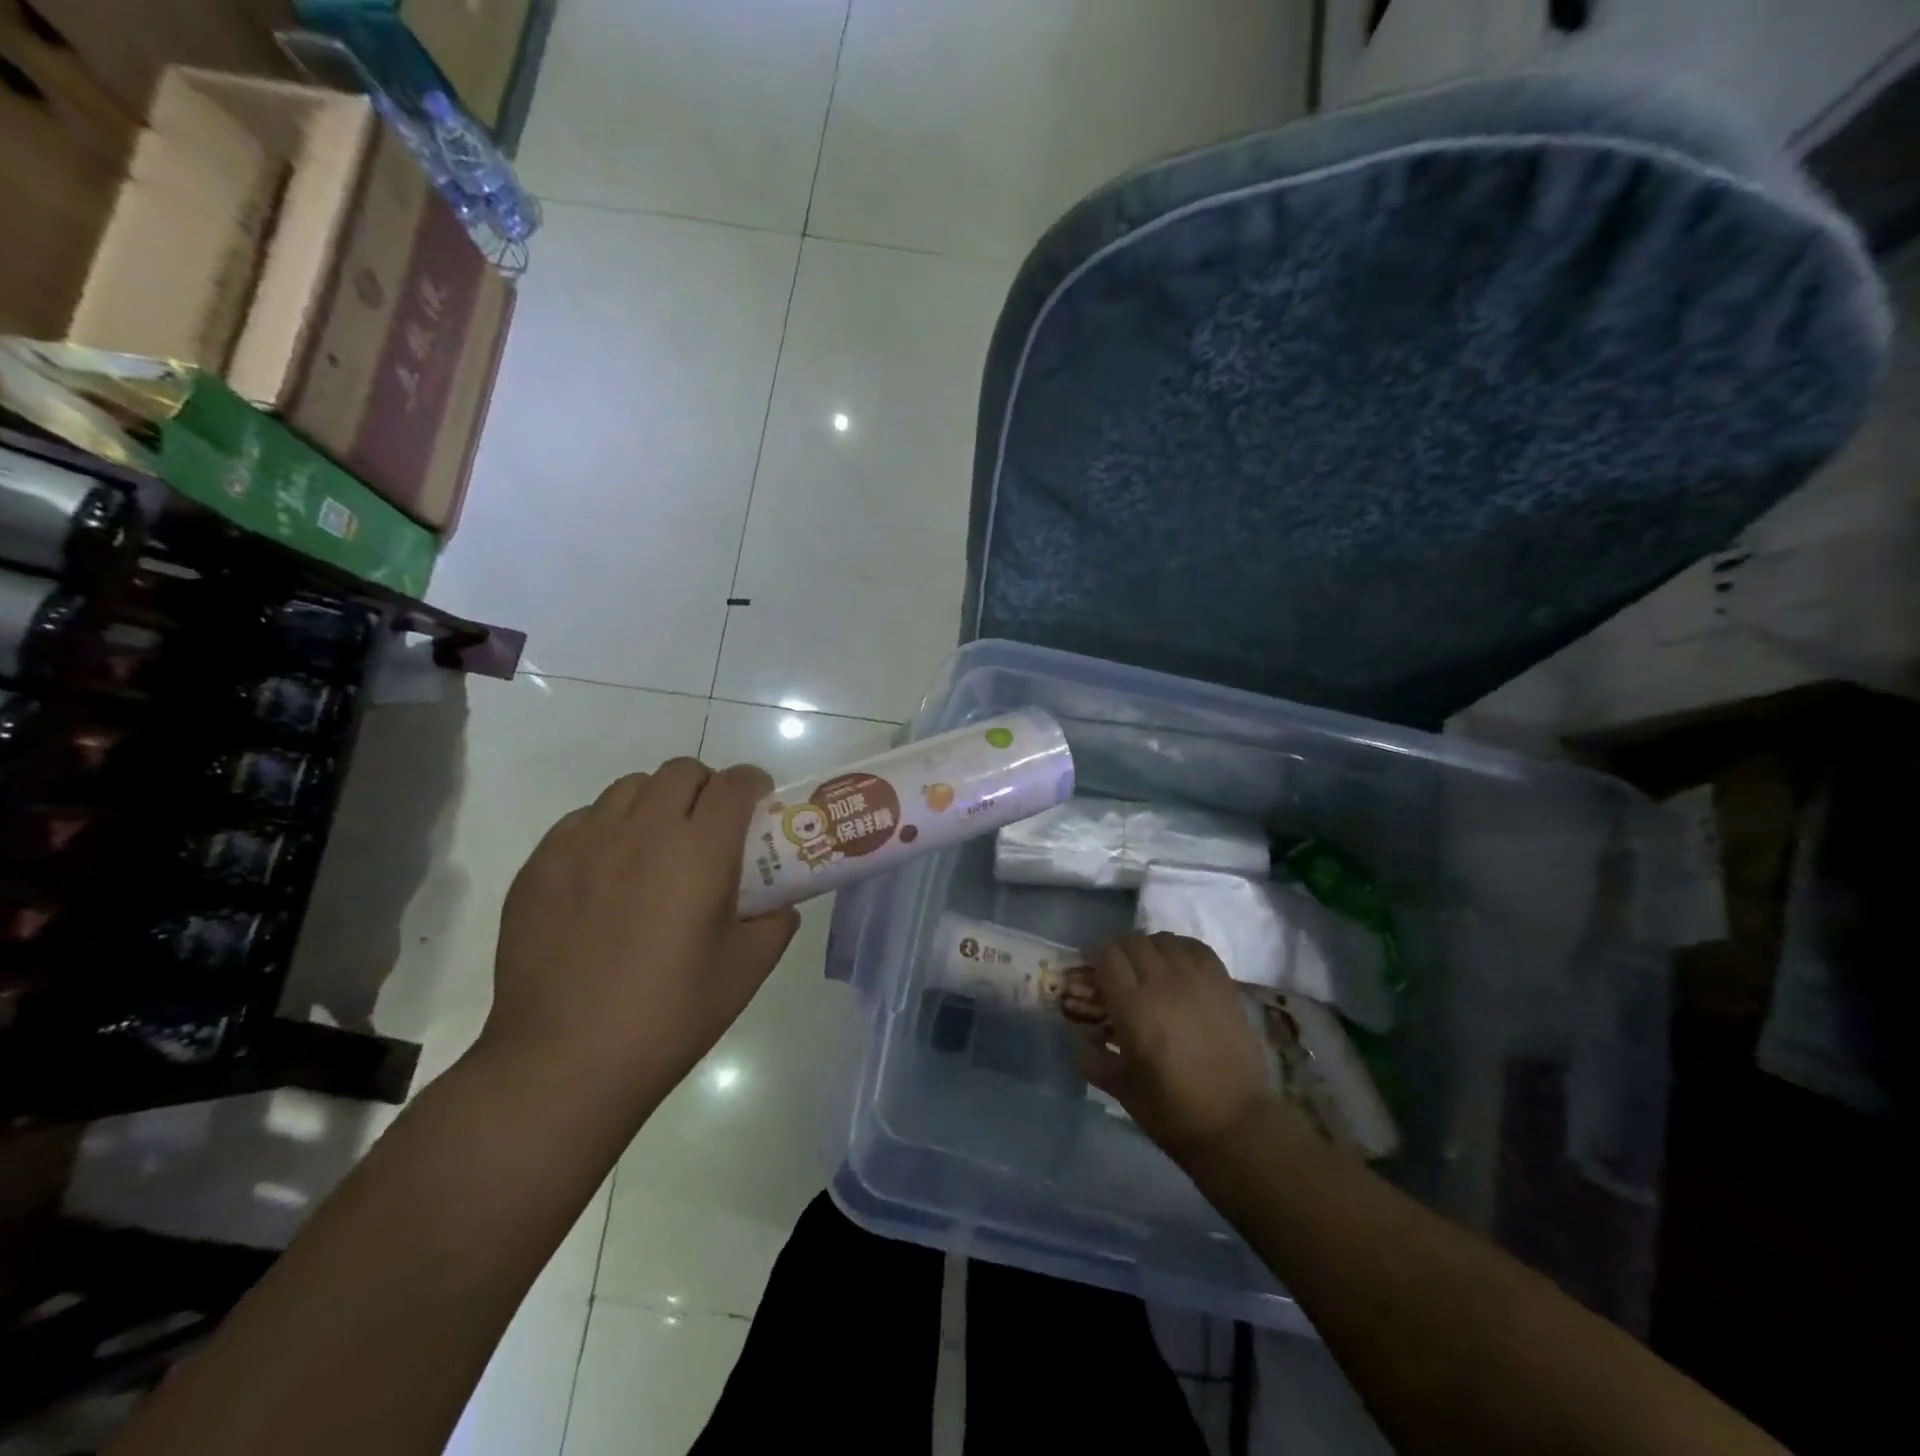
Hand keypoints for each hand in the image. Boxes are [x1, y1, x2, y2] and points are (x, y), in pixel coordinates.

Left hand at [482, 759, 798, 1105]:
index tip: (758, 806)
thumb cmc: (670, 1016)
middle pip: (681, 772)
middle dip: (706, 788)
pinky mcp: (541, 864)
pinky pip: (583, 819)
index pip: (735, 784)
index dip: (753, 785)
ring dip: (656, 802)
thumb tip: (778, 903)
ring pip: (629, 788)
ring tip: (657, 847)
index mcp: (700, 851)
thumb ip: (774, 923)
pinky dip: (608, 828)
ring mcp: (584, 843)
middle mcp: (642, 830)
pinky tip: (608, 874)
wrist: (564, 1062)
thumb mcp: (746, 971)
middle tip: (710, 828)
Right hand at [1070, 932, 1277, 1166]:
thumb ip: (1092, 1059)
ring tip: (1149, 969)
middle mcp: (1163, 982)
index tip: (1092, 974)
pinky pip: (1195, 947)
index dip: (1094, 958)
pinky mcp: (1223, 984)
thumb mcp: (1120, 1089)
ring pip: (1163, 939)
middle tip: (1118, 973)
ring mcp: (1197, 980)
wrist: (1236, 1124)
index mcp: (1133, 1007)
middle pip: (1132, 940)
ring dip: (1149, 948)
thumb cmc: (1173, 1111)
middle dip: (1118, 952)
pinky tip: (1178, 967)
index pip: (1106, 955)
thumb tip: (1078, 1040)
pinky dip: (1180, 949)